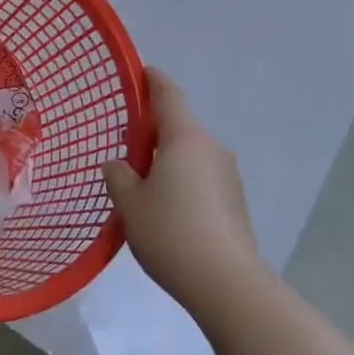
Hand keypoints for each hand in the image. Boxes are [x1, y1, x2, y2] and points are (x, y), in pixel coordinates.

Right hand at [104, 68, 265, 309]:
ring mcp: (228, 175)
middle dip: (153, 131)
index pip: (168, 95)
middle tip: (126, 146)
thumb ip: (118, 176)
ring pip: (190, 155)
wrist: (226, 282)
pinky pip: (201, 178)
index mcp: (185, 138)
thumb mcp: (130, 204)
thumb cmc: (171, 232)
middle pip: (179, 127)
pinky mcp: (235, 201)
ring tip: (141, 185)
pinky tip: (166, 210)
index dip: (153, 81)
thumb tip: (118, 165)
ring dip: (167, 160)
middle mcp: (211, 148)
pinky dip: (182, 181)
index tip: (142, 72)